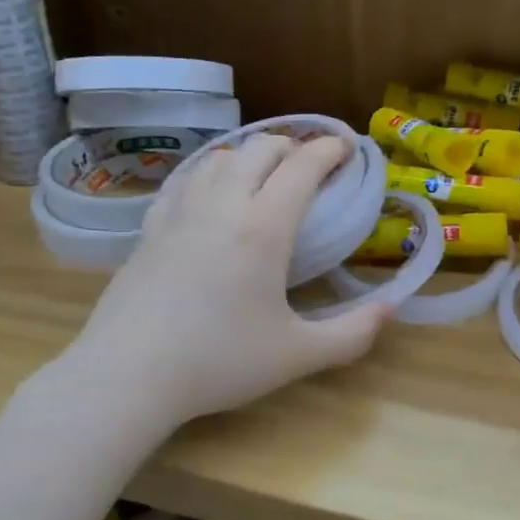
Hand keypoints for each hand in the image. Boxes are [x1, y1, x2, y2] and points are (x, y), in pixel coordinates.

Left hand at [68, 134, 388, 425]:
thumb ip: (352, 333)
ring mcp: (180, 212)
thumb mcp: (297, 355)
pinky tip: (209, 193)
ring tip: (262, 177)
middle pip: (259, 149)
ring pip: (219, 158)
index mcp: (264, 227)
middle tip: (309, 166)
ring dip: (249, 155)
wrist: (129, 374)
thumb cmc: (219, 361)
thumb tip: (390, 308)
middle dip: (291, 146)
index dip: (328, 150)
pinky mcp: (150, 227)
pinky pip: (185, 180)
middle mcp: (222, 204)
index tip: (345, 148)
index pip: (302, 166)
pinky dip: (209, 173)